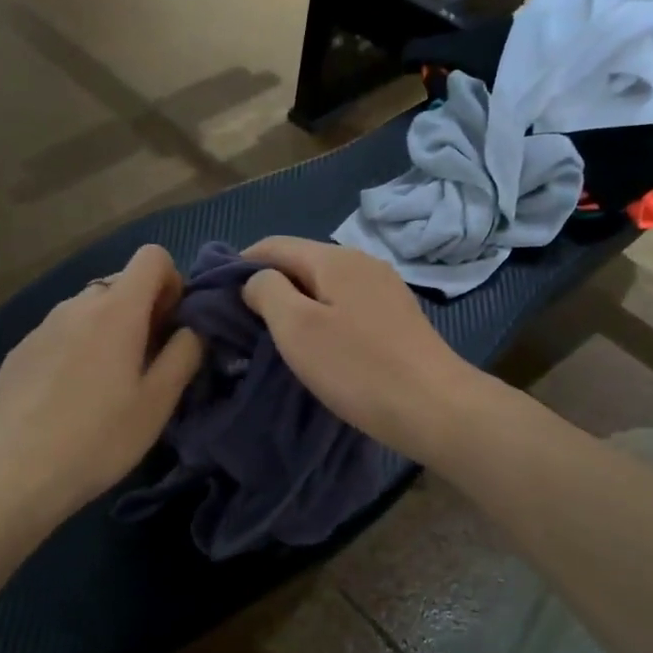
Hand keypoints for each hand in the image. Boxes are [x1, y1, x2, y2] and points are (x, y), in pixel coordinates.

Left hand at [0, 245, 203, 527]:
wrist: (13, 474)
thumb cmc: (99, 439)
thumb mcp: (158, 403)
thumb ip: (184, 354)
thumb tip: (192, 328)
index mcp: (116, 310)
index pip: (152, 256)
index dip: (172, 282)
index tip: (172, 327)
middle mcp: (77, 305)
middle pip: (120, 284)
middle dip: (143, 311)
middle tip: (146, 364)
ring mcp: (42, 326)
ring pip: (89, 310)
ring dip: (109, 330)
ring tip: (107, 385)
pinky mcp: (19, 351)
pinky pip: (61, 333)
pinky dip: (77, 348)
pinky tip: (70, 398)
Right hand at [240, 237, 490, 465]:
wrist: (435, 407)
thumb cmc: (358, 367)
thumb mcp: (297, 327)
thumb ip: (267, 291)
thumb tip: (256, 280)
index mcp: (335, 258)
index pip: (274, 245)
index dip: (240, 265)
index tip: (216, 297)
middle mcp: (362, 263)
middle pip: (301, 263)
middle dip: (268, 286)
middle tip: (241, 324)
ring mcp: (384, 290)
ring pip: (324, 286)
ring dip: (294, 305)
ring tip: (272, 337)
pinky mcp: (396, 319)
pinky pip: (345, 307)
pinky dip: (321, 318)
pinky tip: (316, 346)